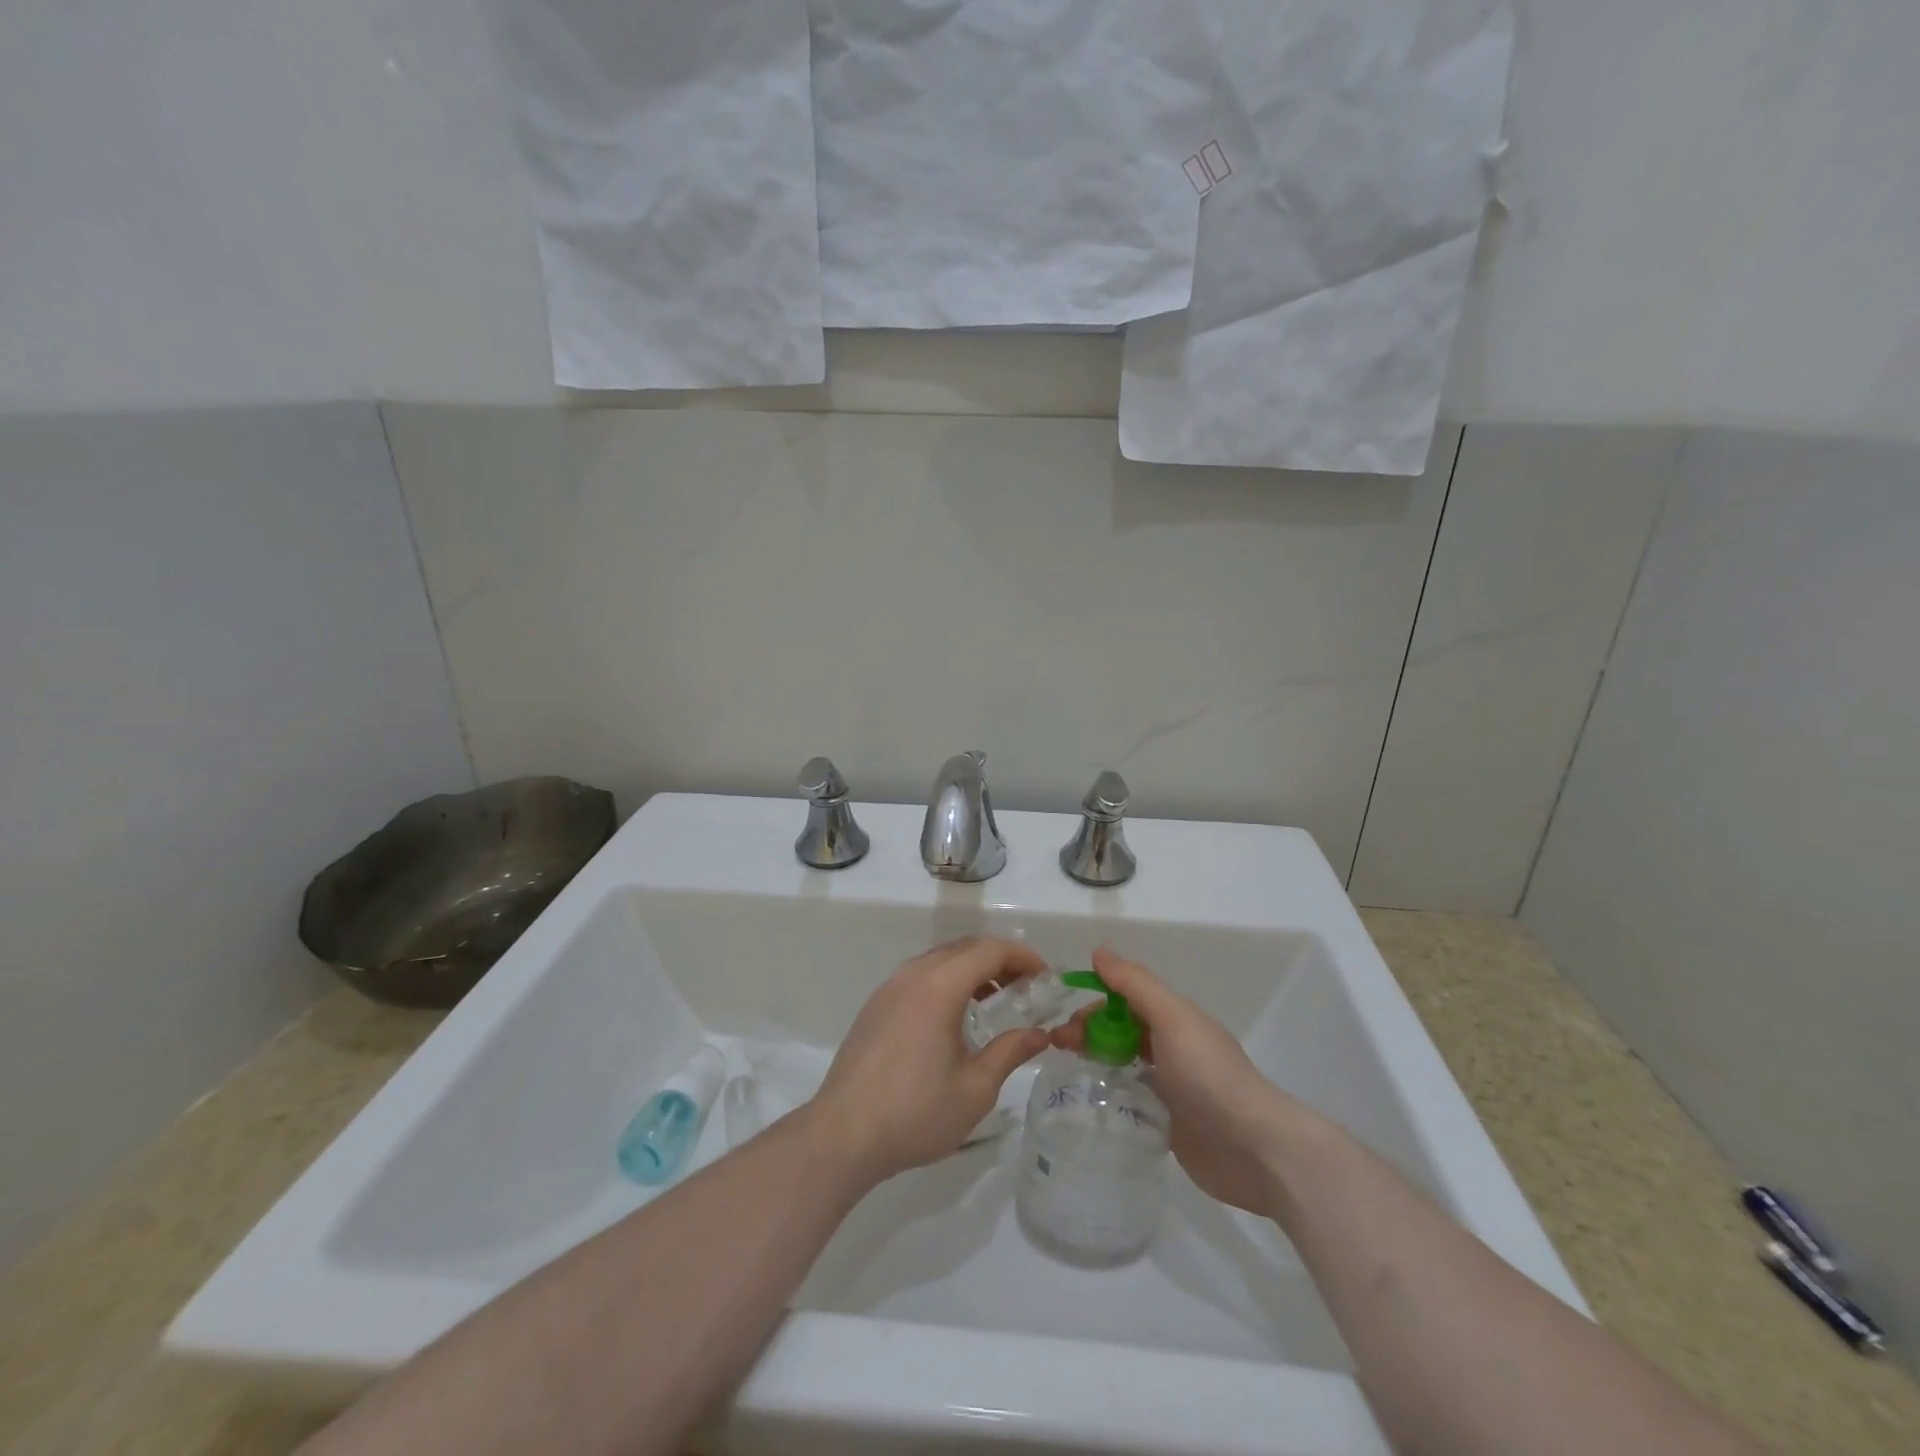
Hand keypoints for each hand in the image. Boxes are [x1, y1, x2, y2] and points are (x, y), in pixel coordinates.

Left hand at [811, 937, 1050, 1182]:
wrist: (842, 1134)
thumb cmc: (915, 1113)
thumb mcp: (975, 1088)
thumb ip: (1010, 1052)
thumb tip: (1039, 1034)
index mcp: (939, 986)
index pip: (989, 950)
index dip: (1022, 956)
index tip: (1045, 978)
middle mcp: (913, 975)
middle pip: (964, 948)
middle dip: (999, 960)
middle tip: (1026, 988)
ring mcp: (889, 988)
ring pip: (939, 960)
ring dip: (971, 970)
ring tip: (994, 1001)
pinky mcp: (875, 1005)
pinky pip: (919, 976)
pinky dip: (946, 981)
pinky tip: (954, 1017)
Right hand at [1052, 947, 1306, 1213]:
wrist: (1253, 1149)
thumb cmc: (1209, 1075)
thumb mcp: (1172, 1018)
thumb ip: (1136, 985)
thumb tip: (1099, 951)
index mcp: (1175, 1018)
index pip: (1125, 998)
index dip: (1094, 999)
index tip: (1063, 1014)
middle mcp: (1172, 1047)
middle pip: (1121, 1029)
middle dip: (1088, 1030)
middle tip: (1058, 1046)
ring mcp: (1171, 1087)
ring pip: (1124, 1063)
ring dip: (1095, 1061)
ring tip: (1065, 1072)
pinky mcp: (1168, 1124)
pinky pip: (1131, 1101)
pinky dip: (1110, 1096)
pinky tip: (1088, 1104)